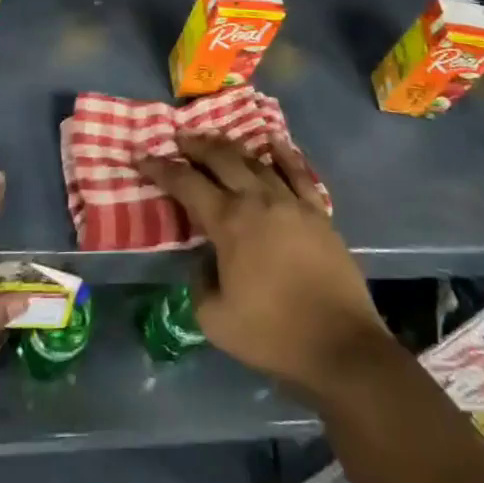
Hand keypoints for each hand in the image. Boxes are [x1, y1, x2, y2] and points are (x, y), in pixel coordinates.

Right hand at [137, 132, 391, 400]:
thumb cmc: (273, 335)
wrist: (340, 344)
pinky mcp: (317, 211)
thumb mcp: (216, 321)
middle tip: (180, 137)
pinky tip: (274, 142)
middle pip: (221, 158)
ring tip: (217, 141)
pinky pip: (297, 172)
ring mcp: (290, 201)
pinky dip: (283, 153)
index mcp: (229, 222)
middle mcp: (257, 200)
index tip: (144, 157)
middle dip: (196, 145)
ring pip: (256, 160)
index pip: (187, 184)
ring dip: (232, 147)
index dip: (162, 169)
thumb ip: (200, 285)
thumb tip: (204, 262)